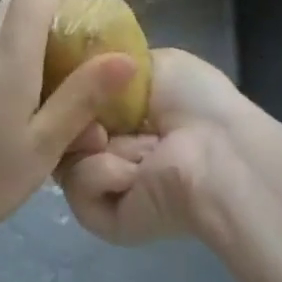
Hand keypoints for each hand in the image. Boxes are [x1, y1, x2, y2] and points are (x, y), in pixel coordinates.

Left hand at [0, 0, 137, 255]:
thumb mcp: (44, 143)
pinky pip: (3, 43)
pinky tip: (49, 89)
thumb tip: (127, 58)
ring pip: (13, 19)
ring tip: (82, 63)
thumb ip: (83, 96)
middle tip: (100, 34)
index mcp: (9, 50)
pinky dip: (30, 49)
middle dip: (64, 3)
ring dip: (47, 28)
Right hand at [56, 48, 249, 244]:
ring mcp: (109, 185)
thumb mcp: (151, 62)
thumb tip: (83, 70)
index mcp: (128, 115)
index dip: (68, 87)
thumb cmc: (193, 100)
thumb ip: (110, 64)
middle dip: (70, 112)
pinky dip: (100, 173)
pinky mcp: (105, 219)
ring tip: (111, 140)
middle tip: (89, 110)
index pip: (78, 101)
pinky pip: (79, 189)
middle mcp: (116, 148)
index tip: (69, 75)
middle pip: (65, 129)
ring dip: (88, 143)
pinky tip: (131, 172)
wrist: (216, 152)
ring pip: (66, 157)